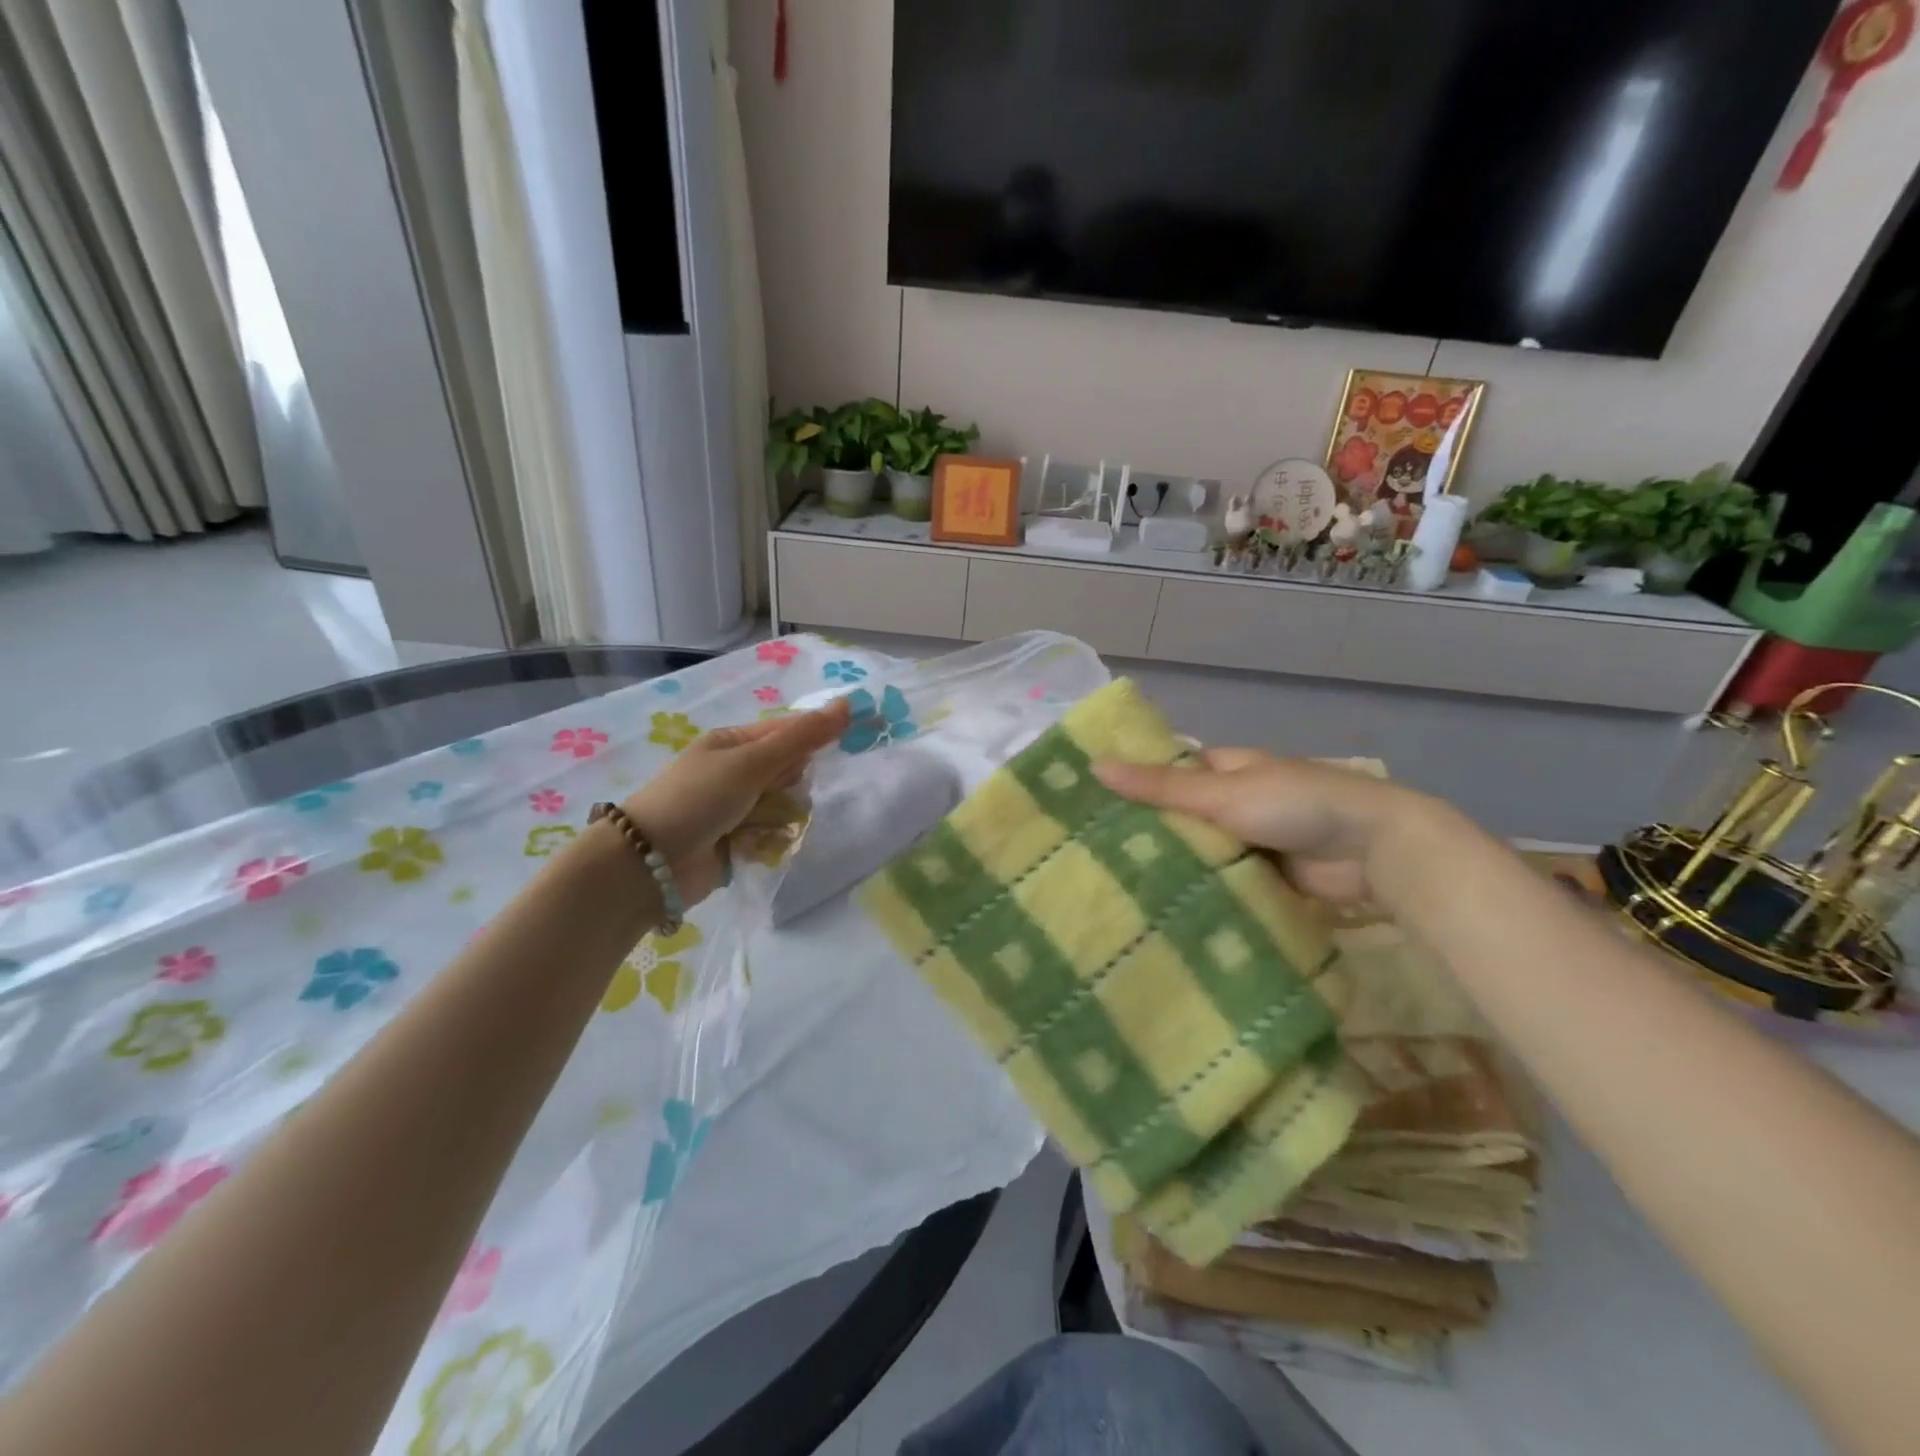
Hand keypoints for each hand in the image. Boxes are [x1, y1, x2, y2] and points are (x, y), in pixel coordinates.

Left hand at [621, 700, 850, 904]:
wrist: (650, 863)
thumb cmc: (699, 799)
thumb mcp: (752, 762)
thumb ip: (802, 737)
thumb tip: (848, 703)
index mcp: (733, 743)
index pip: (788, 731)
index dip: (817, 734)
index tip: (852, 737)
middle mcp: (736, 772)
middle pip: (791, 771)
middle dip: (793, 784)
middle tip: (777, 792)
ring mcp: (737, 808)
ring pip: (786, 805)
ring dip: (782, 816)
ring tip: (763, 826)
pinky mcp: (738, 841)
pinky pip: (774, 835)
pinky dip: (770, 841)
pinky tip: (756, 846)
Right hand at [1093, 748, 1423, 904]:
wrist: (1373, 849)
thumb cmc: (1294, 804)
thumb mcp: (1222, 793)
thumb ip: (1161, 787)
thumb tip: (1095, 766)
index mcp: (1225, 768)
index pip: (1168, 772)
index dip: (1133, 784)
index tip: (1088, 804)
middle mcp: (1234, 801)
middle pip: (1181, 815)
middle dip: (1148, 832)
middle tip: (1089, 855)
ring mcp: (1249, 840)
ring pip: (1199, 852)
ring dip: (1172, 866)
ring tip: (1111, 887)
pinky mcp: (1263, 876)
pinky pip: (1222, 881)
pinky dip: (1200, 890)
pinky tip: (1160, 907)